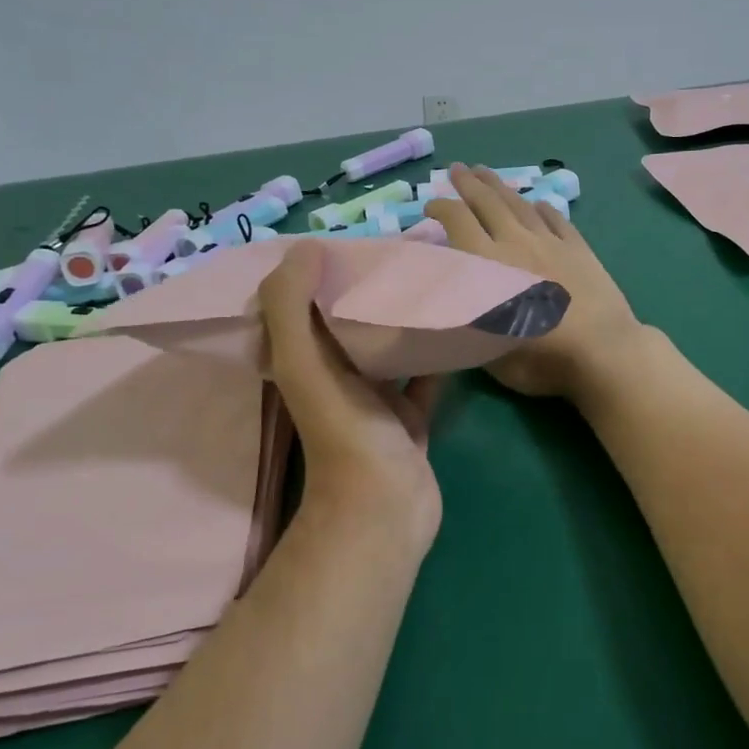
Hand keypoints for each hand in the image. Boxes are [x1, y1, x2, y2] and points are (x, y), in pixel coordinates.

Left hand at [258, 240, 441, 561]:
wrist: (384, 508)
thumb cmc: (344, 431)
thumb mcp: (305, 363)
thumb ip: (292, 306)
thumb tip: (307, 248)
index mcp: (305, 363)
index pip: (304, 307)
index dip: (318, 274)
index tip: (348, 240)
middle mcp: (336, 379)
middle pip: (349, 325)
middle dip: (368, 291)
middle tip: (400, 253)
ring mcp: (375, 402)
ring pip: (388, 349)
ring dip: (403, 321)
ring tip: (431, 280)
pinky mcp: (410, 420)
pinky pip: (423, 378)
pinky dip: (436, 355)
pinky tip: (456, 325)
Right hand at [424, 164, 647, 401]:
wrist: (603, 351)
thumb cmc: (540, 358)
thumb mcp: (487, 349)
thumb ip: (468, 319)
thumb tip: (454, 301)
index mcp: (488, 263)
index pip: (458, 221)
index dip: (441, 207)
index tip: (431, 205)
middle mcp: (516, 243)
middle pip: (488, 203)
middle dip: (468, 184)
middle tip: (456, 169)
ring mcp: (551, 243)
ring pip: (520, 205)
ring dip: (500, 186)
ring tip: (486, 173)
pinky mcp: (580, 250)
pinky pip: (557, 221)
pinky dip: (543, 209)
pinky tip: (538, 203)